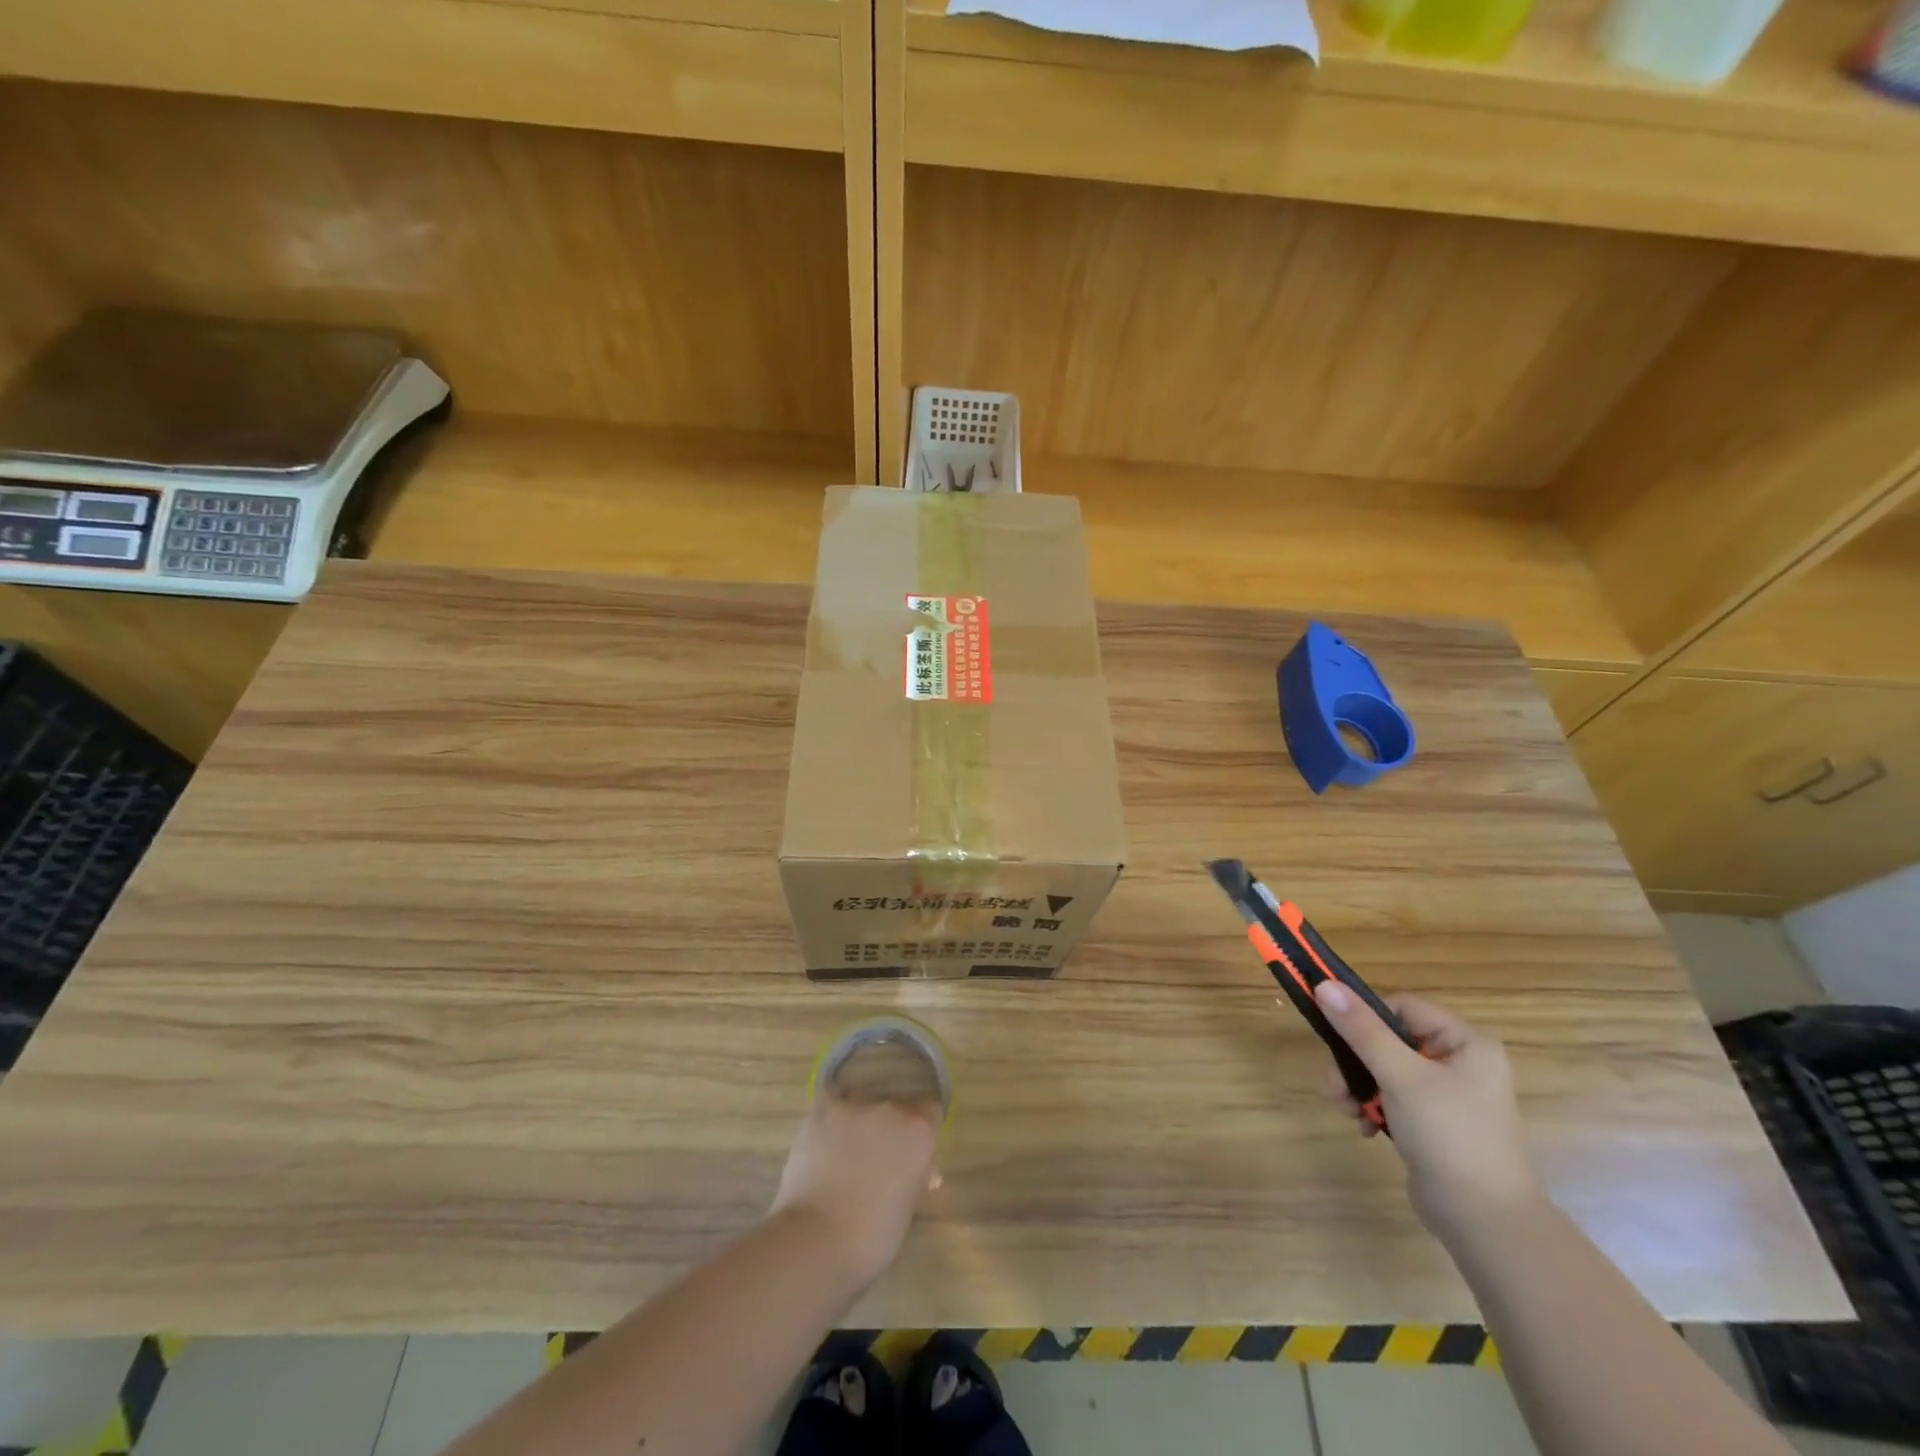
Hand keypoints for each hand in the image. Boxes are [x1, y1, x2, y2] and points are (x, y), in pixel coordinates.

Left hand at [770, 1090, 941, 1287]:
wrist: (816, 1238)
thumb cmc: (871, 1238)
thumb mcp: (908, 1211)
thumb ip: (917, 1180)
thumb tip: (924, 1172)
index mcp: (920, 1133)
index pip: (930, 1113)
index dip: (922, 1131)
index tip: (913, 1151)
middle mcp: (892, 1109)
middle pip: (897, 1106)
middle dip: (891, 1128)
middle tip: (879, 1158)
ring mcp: (856, 1105)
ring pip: (864, 1104)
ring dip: (861, 1123)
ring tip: (845, 1152)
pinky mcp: (822, 1109)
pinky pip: (831, 1104)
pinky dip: (830, 1118)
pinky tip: (824, 1137)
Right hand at [1313, 983, 1541, 1241]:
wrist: (1484, 1223)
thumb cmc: (1450, 1137)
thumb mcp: (1401, 1076)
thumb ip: (1362, 1030)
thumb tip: (1324, 985)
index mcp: (1465, 1043)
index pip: (1401, 1007)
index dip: (1366, 1018)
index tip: (1338, 1039)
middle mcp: (1459, 1062)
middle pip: (1387, 1039)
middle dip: (1355, 1062)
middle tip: (1335, 1085)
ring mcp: (1446, 1094)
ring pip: (1383, 1068)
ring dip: (1357, 1086)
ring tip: (1345, 1109)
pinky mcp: (1432, 1121)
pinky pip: (1391, 1096)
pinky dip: (1372, 1106)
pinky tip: (1364, 1126)